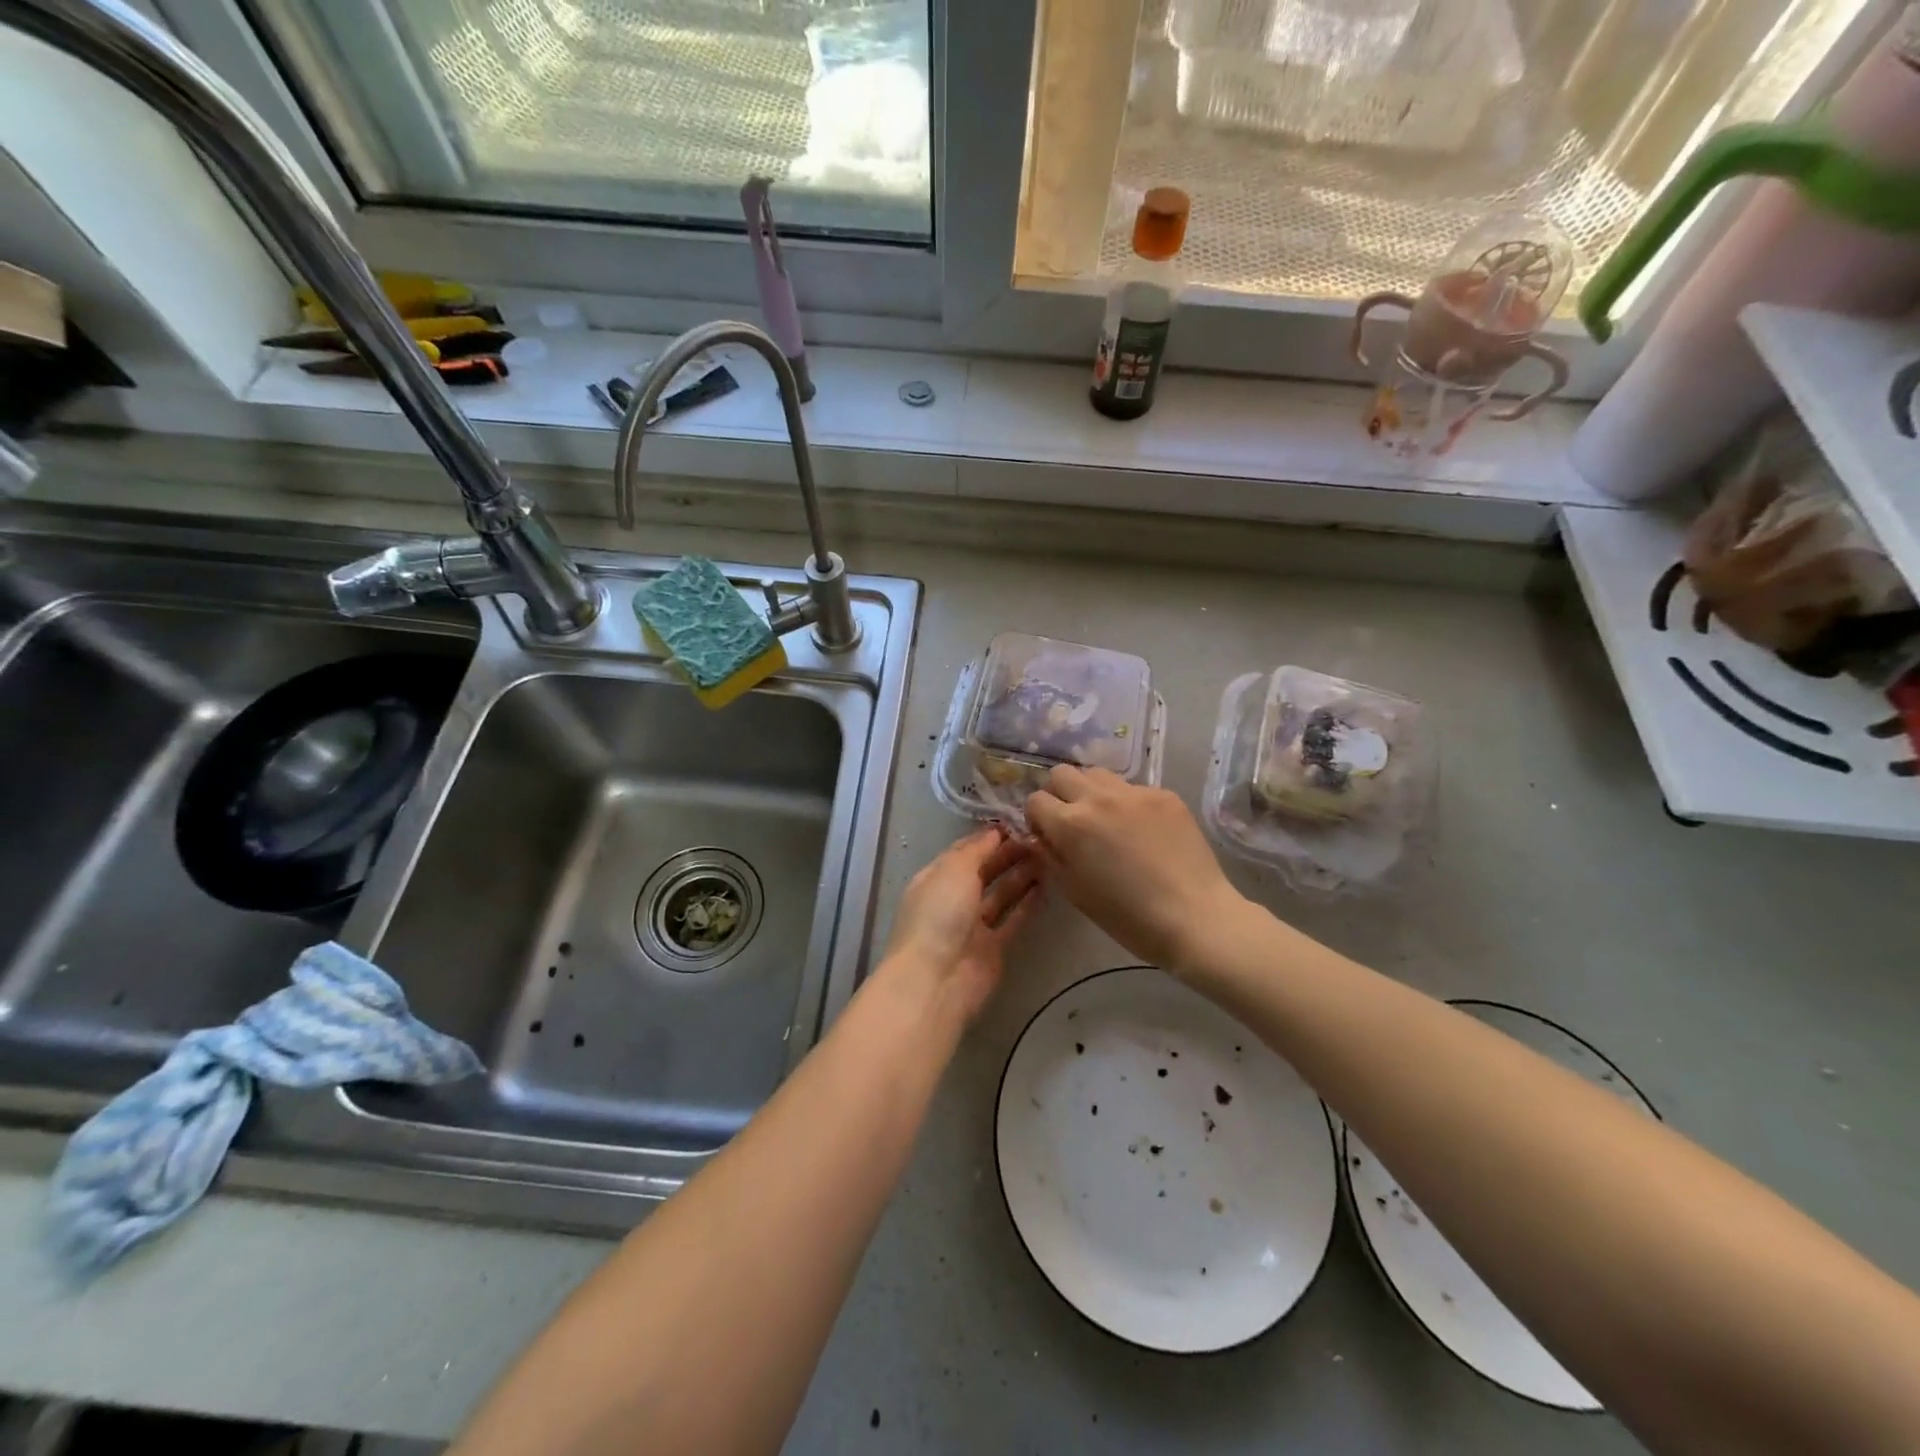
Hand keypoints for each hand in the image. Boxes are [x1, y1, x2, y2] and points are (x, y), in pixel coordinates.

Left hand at [880, 827, 1044, 1023]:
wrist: (936, 981)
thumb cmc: (939, 915)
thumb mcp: (953, 870)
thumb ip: (976, 850)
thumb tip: (994, 832)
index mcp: (936, 878)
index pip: (964, 850)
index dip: (989, 837)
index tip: (1018, 822)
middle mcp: (953, 899)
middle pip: (984, 871)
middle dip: (1009, 854)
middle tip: (1040, 838)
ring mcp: (973, 926)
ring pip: (1001, 894)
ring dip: (1022, 876)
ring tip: (1049, 856)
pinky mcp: (993, 948)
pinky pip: (1013, 920)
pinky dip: (1028, 904)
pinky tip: (1047, 887)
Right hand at [1025, 767, 1248, 972]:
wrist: (1193, 917)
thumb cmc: (1127, 916)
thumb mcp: (1074, 891)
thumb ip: (1051, 856)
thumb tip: (1042, 837)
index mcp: (1071, 824)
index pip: (1036, 800)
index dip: (1038, 818)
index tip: (1049, 835)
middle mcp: (1098, 798)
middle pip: (1062, 773)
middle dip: (1060, 794)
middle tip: (1074, 821)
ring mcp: (1135, 793)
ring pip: (1098, 774)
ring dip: (1093, 792)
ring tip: (1108, 820)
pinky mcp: (1165, 795)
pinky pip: (1134, 789)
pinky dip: (1129, 804)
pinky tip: (1144, 832)